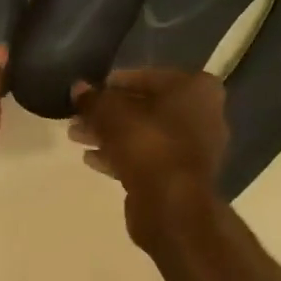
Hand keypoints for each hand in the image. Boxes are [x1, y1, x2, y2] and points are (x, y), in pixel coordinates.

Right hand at [69, 69, 228, 243]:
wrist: (172, 203)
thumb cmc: (147, 144)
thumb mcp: (110, 114)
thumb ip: (93, 99)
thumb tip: (78, 89)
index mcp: (196, 89)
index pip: (149, 77)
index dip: (115, 84)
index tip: (91, 92)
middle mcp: (203, 114)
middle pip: (146, 108)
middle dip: (109, 113)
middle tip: (79, 117)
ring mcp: (195, 148)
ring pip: (145, 135)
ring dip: (111, 135)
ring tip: (77, 137)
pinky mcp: (182, 176)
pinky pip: (148, 158)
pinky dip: (122, 156)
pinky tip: (92, 159)